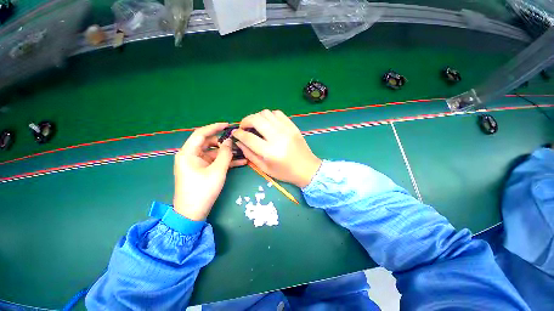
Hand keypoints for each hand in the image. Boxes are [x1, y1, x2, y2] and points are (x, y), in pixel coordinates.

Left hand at [173, 123, 246, 220]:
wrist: (193, 213)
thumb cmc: (203, 190)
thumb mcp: (217, 170)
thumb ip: (225, 154)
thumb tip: (229, 141)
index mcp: (188, 153)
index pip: (201, 134)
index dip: (214, 127)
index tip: (228, 125)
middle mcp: (191, 156)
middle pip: (209, 143)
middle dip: (224, 143)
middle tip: (238, 142)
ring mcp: (197, 163)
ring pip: (214, 153)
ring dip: (227, 153)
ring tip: (243, 152)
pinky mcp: (202, 170)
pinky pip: (215, 161)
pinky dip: (225, 161)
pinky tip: (241, 162)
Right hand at [232, 110, 321, 187]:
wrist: (308, 168)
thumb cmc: (285, 172)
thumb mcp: (265, 168)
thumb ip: (250, 155)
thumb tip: (239, 142)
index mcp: (270, 152)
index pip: (249, 137)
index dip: (238, 134)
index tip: (235, 133)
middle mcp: (278, 137)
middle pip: (256, 119)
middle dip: (245, 121)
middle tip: (244, 127)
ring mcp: (287, 129)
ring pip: (266, 113)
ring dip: (257, 117)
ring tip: (256, 126)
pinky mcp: (293, 126)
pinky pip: (278, 113)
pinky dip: (269, 116)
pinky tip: (269, 124)